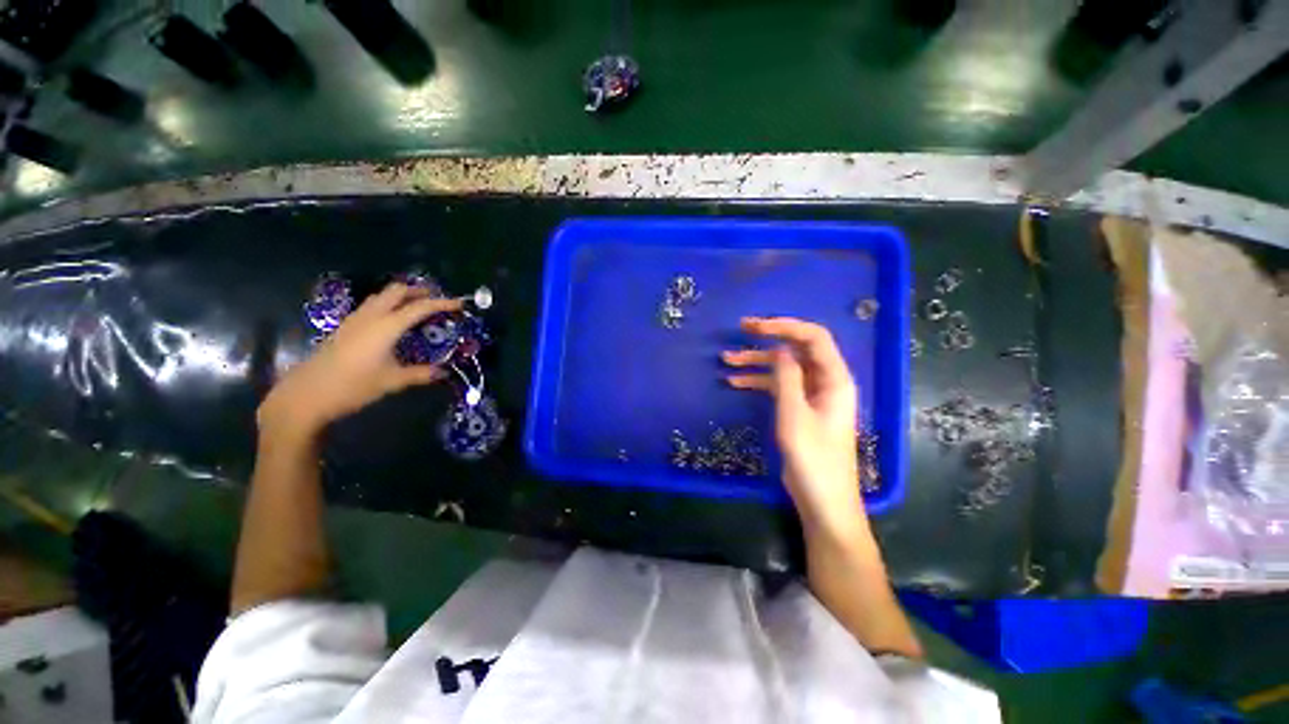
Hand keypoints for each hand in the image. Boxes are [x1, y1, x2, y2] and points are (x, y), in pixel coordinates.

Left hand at [259, 283, 462, 440]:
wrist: (306, 394)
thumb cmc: (353, 386)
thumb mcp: (392, 381)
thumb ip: (420, 374)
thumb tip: (443, 372)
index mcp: (386, 326)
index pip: (420, 307)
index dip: (442, 303)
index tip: (460, 304)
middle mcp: (371, 316)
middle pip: (397, 291)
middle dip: (419, 291)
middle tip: (438, 300)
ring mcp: (355, 320)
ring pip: (382, 296)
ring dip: (402, 296)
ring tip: (419, 307)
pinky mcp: (346, 327)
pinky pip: (372, 306)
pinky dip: (389, 305)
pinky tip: (394, 321)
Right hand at [723, 317, 866, 538]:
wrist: (822, 500)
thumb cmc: (813, 458)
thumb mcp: (794, 414)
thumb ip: (786, 377)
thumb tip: (779, 346)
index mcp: (834, 378)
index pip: (813, 337)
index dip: (784, 326)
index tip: (755, 326)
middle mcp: (825, 381)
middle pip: (796, 349)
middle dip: (768, 338)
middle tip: (739, 330)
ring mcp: (811, 394)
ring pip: (783, 367)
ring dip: (756, 362)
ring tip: (726, 360)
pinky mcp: (799, 408)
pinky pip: (778, 386)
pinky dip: (758, 381)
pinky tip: (734, 381)